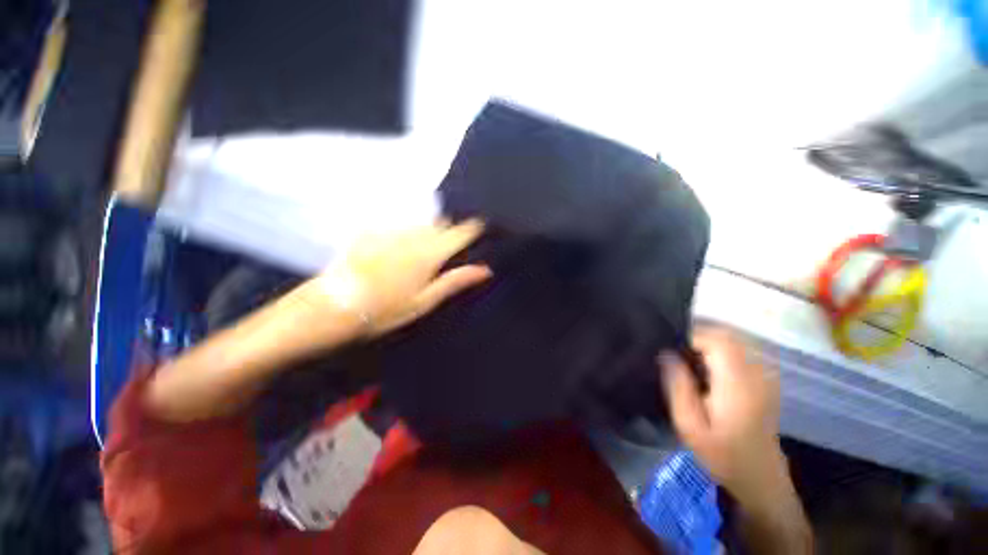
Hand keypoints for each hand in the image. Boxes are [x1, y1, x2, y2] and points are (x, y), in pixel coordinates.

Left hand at [303, 219, 491, 337]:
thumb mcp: (426, 301)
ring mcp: (391, 231)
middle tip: (449, 246)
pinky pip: (397, 224)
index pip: (460, 232)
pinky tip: (398, 245)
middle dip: (449, 230)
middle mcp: (413, 235)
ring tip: (424, 246)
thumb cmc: (387, 310)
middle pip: (441, 223)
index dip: (473, 228)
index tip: (479, 228)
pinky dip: (405, 231)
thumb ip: (456, 281)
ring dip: (428, 229)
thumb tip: (486, 270)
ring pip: (420, 222)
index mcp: (431, 253)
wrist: (335, 306)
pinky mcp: (371, 231)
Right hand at [659, 327, 785, 503]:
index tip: (669, 345)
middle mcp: (756, 373)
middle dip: (697, 335)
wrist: (760, 477)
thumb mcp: (689, 426)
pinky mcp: (765, 379)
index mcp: (738, 384)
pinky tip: (706, 364)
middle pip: (727, 335)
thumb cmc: (722, 454)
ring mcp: (764, 375)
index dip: (690, 335)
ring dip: (708, 341)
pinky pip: (741, 350)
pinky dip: (721, 348)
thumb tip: (666, 354)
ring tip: (687, 356)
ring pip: (735, 340)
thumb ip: (678, 387)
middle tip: (675, 350)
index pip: (717, 341)